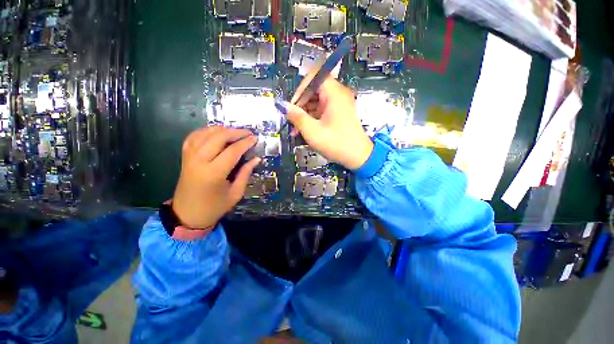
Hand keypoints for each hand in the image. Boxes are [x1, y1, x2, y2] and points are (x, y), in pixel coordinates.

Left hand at [172, 127, 260, 228]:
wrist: (187, 215)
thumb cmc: (214, 207)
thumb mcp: (235, 193)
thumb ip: (245, 173)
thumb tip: (256, 159)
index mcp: (214, 173)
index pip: (232, 151)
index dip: (245, 143)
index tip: (255, 138)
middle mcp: (199, 161)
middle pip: (218, 137)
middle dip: (235, 132)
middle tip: (248, 133)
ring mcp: (189, 157)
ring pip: (205, 134)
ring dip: (221, 130)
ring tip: (235, 132)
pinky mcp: (184, 157)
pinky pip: (193, 137)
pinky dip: (205, 131)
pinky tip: (215, 132)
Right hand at [282, 77, 372, 169]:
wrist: (358, 157)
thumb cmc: (336, 143)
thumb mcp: (313, 131)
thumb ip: (296, 117)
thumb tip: (282, 105)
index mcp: (334, 93)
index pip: (313, 77)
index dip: (300, 90)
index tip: (292, 106)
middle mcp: (338, 94)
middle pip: (314, 90)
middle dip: (301, 105)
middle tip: (292, 121)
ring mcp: (339, 104)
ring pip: (317, 101)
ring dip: (305, 113)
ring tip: (296, 130)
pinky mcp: (339, 113)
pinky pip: (322, 110)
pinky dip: (313, 118)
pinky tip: (305, 130)